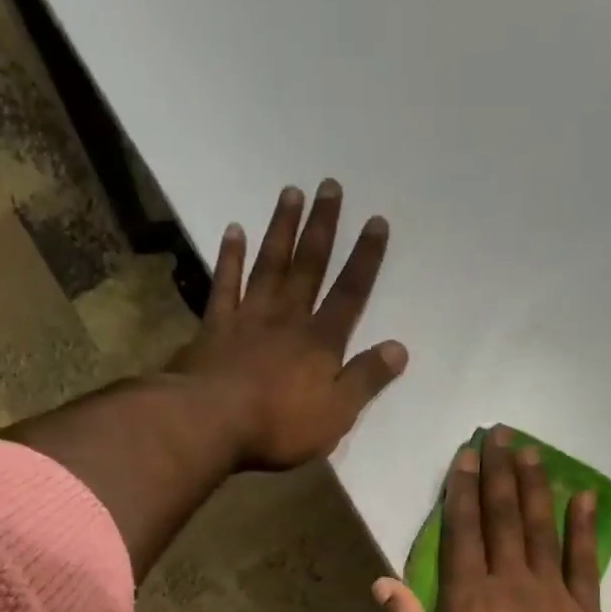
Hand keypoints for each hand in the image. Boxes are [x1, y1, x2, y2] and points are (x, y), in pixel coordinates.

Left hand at [170, 181, 407, 469]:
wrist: (211, 422)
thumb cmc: (279, 425)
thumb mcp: (336, 414)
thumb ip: (366, 380)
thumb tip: (399, 348)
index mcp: (320, 343)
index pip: (349, 295)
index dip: (364, 259)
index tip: (376, 221)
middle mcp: (287, 319)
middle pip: (309, 267)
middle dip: (322, 227)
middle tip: (330, 186)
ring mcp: (248, 318)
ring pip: (269, 265)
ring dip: (282, 229)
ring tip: (291, 192)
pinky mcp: (214, 327)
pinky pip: (224, 284)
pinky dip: (230, 257)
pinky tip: (234, 230)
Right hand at [375, 427, 610, 611]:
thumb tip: (384, 581)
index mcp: (468, 601)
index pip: (462, 533)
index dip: (461, 492)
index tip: (463, 456)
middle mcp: (510, 585)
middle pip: (503, 518)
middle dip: (498, 473)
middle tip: (499, 434)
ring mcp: (552, 594)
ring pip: (541, 527)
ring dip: (535, 486)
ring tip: (530, 450)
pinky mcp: (585, 611)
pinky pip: (584, 559)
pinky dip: (583, 526)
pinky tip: (582, 497)